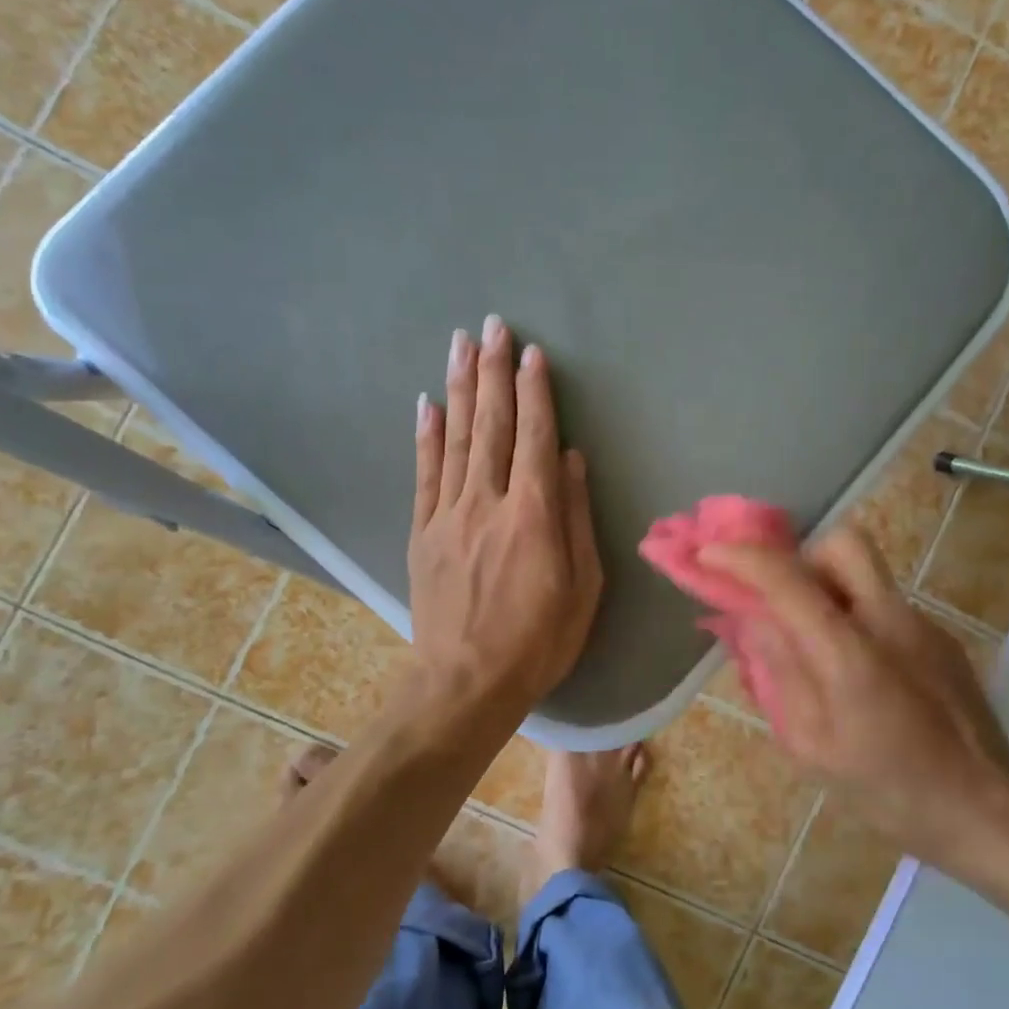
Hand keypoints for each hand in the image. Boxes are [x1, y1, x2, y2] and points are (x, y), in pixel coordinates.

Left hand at [409, 315, 602, 713]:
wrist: (466, 683)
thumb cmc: (539, 641)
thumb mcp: (584, 587)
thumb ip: (577, 518)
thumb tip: (572, 460)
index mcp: (534, 515)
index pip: (535, 437)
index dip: (535, 391)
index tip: (532, 353)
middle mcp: (488, 502)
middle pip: (492, 424)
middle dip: (494, 371)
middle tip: (493, 325)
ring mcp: (449, 514)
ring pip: (456, 438)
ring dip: (459, 387)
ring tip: (460, 343)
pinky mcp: (424, 531)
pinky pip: (425, 473)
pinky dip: (427, 435)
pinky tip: (428, 403)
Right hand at [704, 528, 1008, 894]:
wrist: (986, 811)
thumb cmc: (888, 791)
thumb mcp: (811, 746)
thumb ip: (778, 674)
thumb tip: (753, 622)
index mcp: (849, 653)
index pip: (788, 580)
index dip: (741, 558)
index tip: (708, 552)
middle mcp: (889, 621)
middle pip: (841, 543)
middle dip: (800, 556)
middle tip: (782, 597)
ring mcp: (922, 624)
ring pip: (866, 571)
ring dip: (828, 586)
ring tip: (814, 637)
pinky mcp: (941, 637)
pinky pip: (885, 603)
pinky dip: (856, 614)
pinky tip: (858, 669)